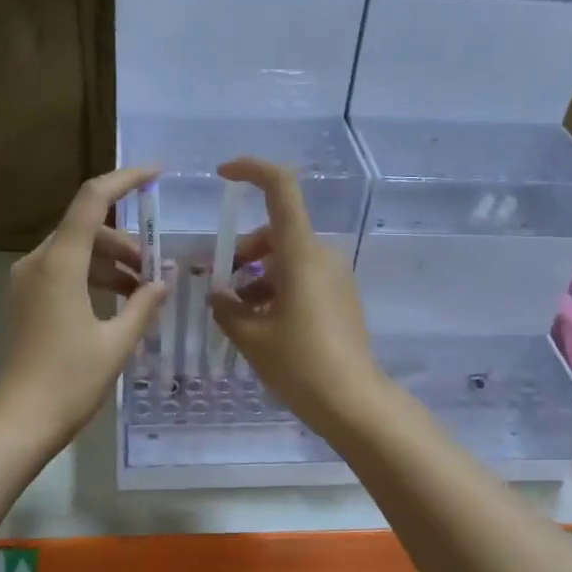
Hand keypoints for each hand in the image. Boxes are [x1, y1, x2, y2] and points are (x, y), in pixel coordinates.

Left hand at [0, 167, 170, 447]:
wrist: (16, 424)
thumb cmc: (69, 382)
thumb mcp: (117, 343)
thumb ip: (144, 304)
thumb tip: (163, 280)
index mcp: (59, 264)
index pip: (92, 201)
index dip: (125, 180)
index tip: (156, 173)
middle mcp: (37, 263)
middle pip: (85, 229)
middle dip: (125, 241)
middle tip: (156, 268)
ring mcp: (25, 283)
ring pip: (74, 252)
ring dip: (110, 262)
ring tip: (142, 290)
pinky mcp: (24, 302)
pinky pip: (62, 273)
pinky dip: (91, 278)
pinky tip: (117, 304)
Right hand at [208, 157, 389, 434]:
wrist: (353, 401)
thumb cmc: (299, 364)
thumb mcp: (252, 337)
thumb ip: (228, 308)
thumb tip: (218, 293)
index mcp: (300, 253)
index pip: (281, 188)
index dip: (252, 170)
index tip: (224, 175)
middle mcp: (321, 255)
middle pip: (276, 231)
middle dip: (243, 251)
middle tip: (219, 285)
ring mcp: (335, 277)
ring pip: (287, 258)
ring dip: (258, 275)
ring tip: (237, 313)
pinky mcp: (341, 297)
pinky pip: (303, 278)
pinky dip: (277, 289)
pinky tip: (261, 324)